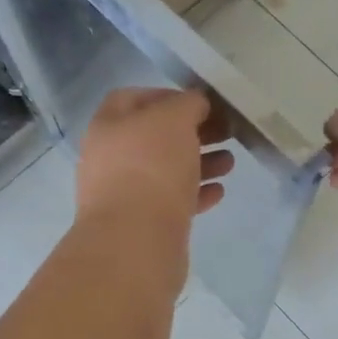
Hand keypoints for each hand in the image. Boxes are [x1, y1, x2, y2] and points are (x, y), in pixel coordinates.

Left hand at [76, 88, 234, 234]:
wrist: (135, 242)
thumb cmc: (151, 168)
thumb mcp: (173, 119)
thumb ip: (187, 104)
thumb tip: (195, 105)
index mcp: (107, 127)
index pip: (133, 99)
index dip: (168, 96)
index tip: (201, 103)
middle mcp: (110, 159)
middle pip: (153, 137)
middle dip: (191, 133)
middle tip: (225, 132)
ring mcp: (124, 194)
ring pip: (165, 171)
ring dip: (198, 162)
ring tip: (230, 163)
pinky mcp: (142, 225)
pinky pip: (171, 202)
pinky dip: (195, 193)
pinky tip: (219, 192)